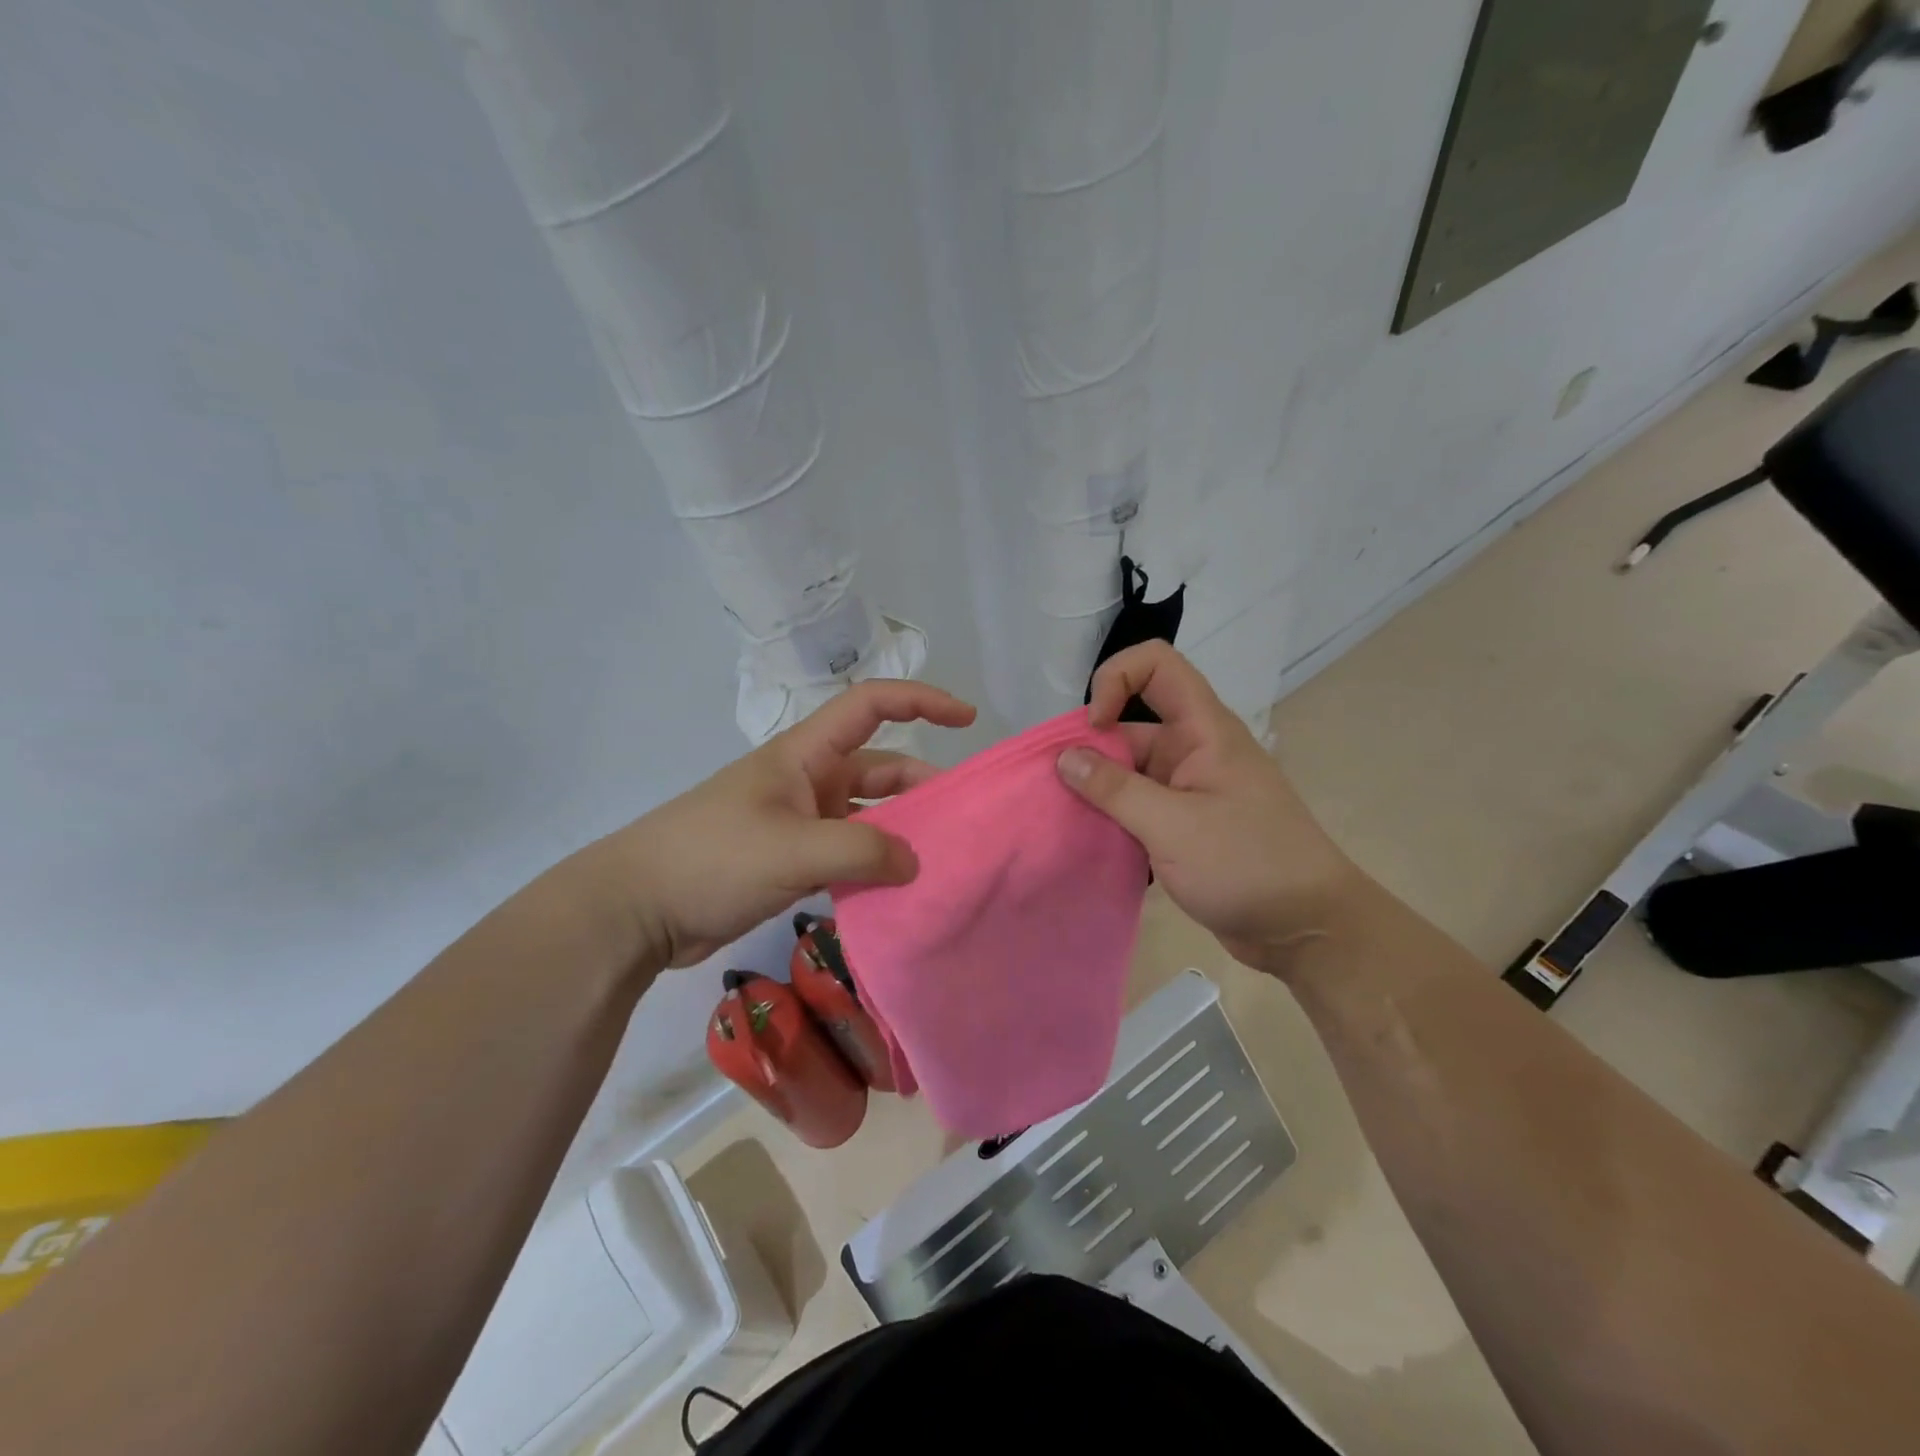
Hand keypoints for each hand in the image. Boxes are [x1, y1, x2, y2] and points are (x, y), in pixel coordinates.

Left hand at [593, 681, 975, 968]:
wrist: (637, 909)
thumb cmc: (712, 858)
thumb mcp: (792, 849)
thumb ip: (862, 849)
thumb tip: (915, 863)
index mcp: (806, 754)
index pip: (871, 705)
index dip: (921, 701)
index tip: (966, 718)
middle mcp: (808, 780)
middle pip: (879, 769)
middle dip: (922, 787)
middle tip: (963, 822)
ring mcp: (799, 822)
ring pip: (867, 817)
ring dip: (900, 834)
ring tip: (940, 863)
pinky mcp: (791, 860)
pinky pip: (848, 854)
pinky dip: (874, 868)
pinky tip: (898, 894)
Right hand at [1056, 642, 1360, 974]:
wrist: (1307, 928)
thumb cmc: (1247, 864)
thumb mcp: (1173, 826)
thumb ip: (1115, 789)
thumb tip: (1065, 757)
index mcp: (1203, 731)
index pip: (1157, 666)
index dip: (1116, 679)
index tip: (1094, 730)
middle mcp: (1195, 751)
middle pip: (1131, 725)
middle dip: (1090, 750)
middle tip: (1056, 791)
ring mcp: (1190, 790)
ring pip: (1129, 771)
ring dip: (1096, 790)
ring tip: (1063, 820)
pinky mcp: (1185, 826)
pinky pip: (1137, 807)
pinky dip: (1112, 817)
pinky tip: (1087, 841)